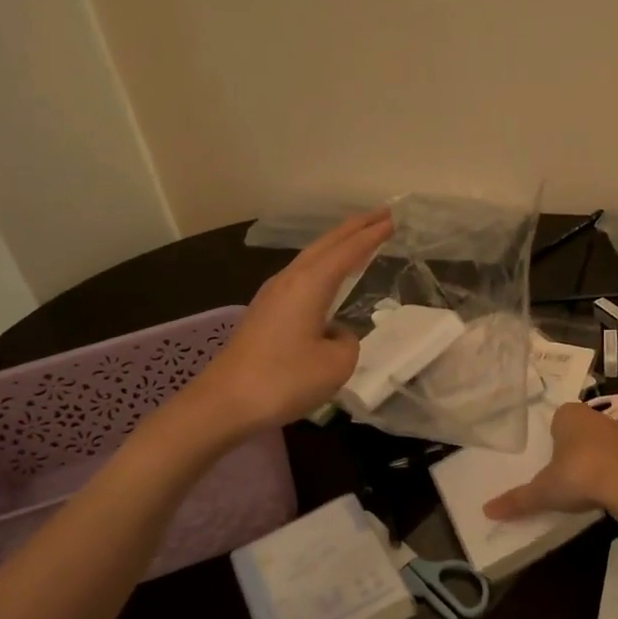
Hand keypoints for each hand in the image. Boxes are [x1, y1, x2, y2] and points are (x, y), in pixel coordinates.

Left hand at [187, 209, 393, 433]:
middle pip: (325, 245)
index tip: (393, 219)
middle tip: (381, 215)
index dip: (372, 235)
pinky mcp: (264, 314)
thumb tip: (335, 333)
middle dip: (354, 228)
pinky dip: (322, 267)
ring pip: (311, 258)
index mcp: (309, 284)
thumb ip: (348, 342)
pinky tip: (327, 278)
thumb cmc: (284, 380)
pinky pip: (302, 277)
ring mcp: (272, 296)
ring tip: (358, 240)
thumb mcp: (336, 365)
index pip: (348, 251)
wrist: (224, 403)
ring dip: (336, 246)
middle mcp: (289, 280)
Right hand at [483, 401, 617, 519]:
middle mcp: (593, 416)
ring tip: (580, 483)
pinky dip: (608, 469)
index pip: (556, 419)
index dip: (552, 437)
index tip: (547, 459)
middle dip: (570, 447)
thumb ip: (517, 500)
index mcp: (568, 414)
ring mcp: (616, 432)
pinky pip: (614, 458)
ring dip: (591, 457)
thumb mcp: (542, 491)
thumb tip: (487, 510)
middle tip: (560, 472)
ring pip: (597, 442)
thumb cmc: (577, 475)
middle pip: (577, 429)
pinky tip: (602, 489)